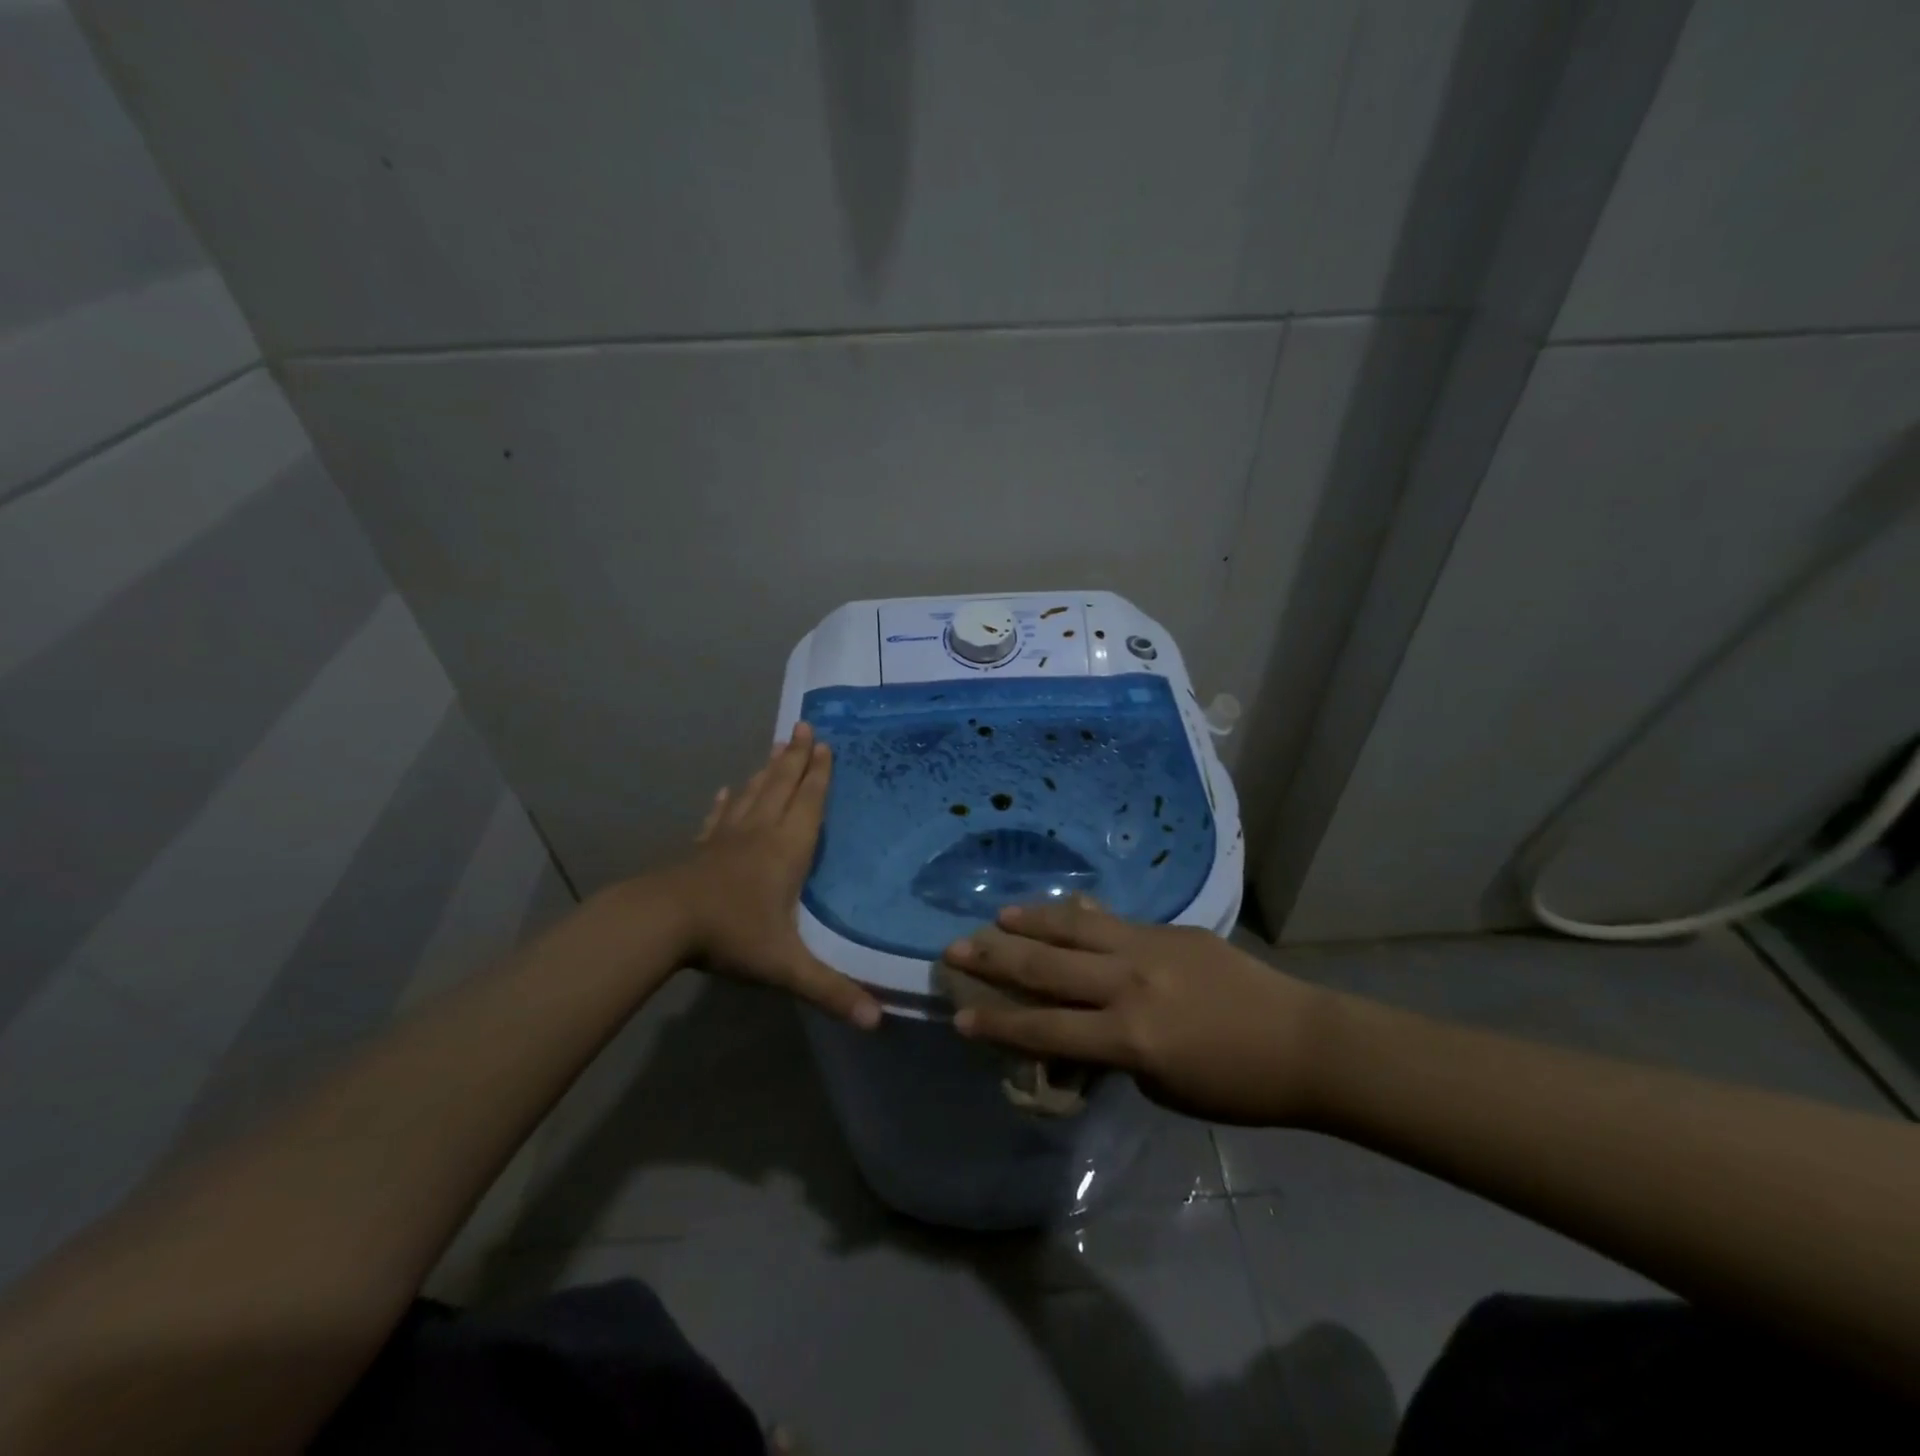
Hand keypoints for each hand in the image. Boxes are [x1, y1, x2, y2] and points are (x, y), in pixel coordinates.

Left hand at [674, 722, 880, 1028]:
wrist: (659, 924)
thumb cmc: (730, 936)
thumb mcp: (786, 967)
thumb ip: (831, 991)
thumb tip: (878, 1022)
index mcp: (786, 851)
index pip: (809, 804)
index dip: (819, 775)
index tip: (824, 744)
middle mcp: (759, 834)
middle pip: (781, 787)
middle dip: (796, 758)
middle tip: (804, 726)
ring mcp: (726, 839)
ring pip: (752, 795)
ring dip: (767, 770)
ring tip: (777, 746)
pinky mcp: (700, 850)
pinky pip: (718, 818)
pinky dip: (726, 802)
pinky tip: (727, 790)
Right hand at [941, 899, 1329, 1124]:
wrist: (1301, 1040)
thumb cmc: (1234, 1084)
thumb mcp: (1161, 1085)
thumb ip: (1110, 1055)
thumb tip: (1072, 1037)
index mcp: (1128, 1035)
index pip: (1045, 1029)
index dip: (998, 1026)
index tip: (958, 1018)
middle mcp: (1129, 983)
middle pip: (1047, 969)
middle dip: (995, 961)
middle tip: (954, 950)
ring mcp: (1148, 947)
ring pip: (1074, 929)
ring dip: (1031, 923)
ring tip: (997, 918)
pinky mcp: (1168, 929)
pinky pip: (1112, 920)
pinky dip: (1077, 917)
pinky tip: (1059, 910)